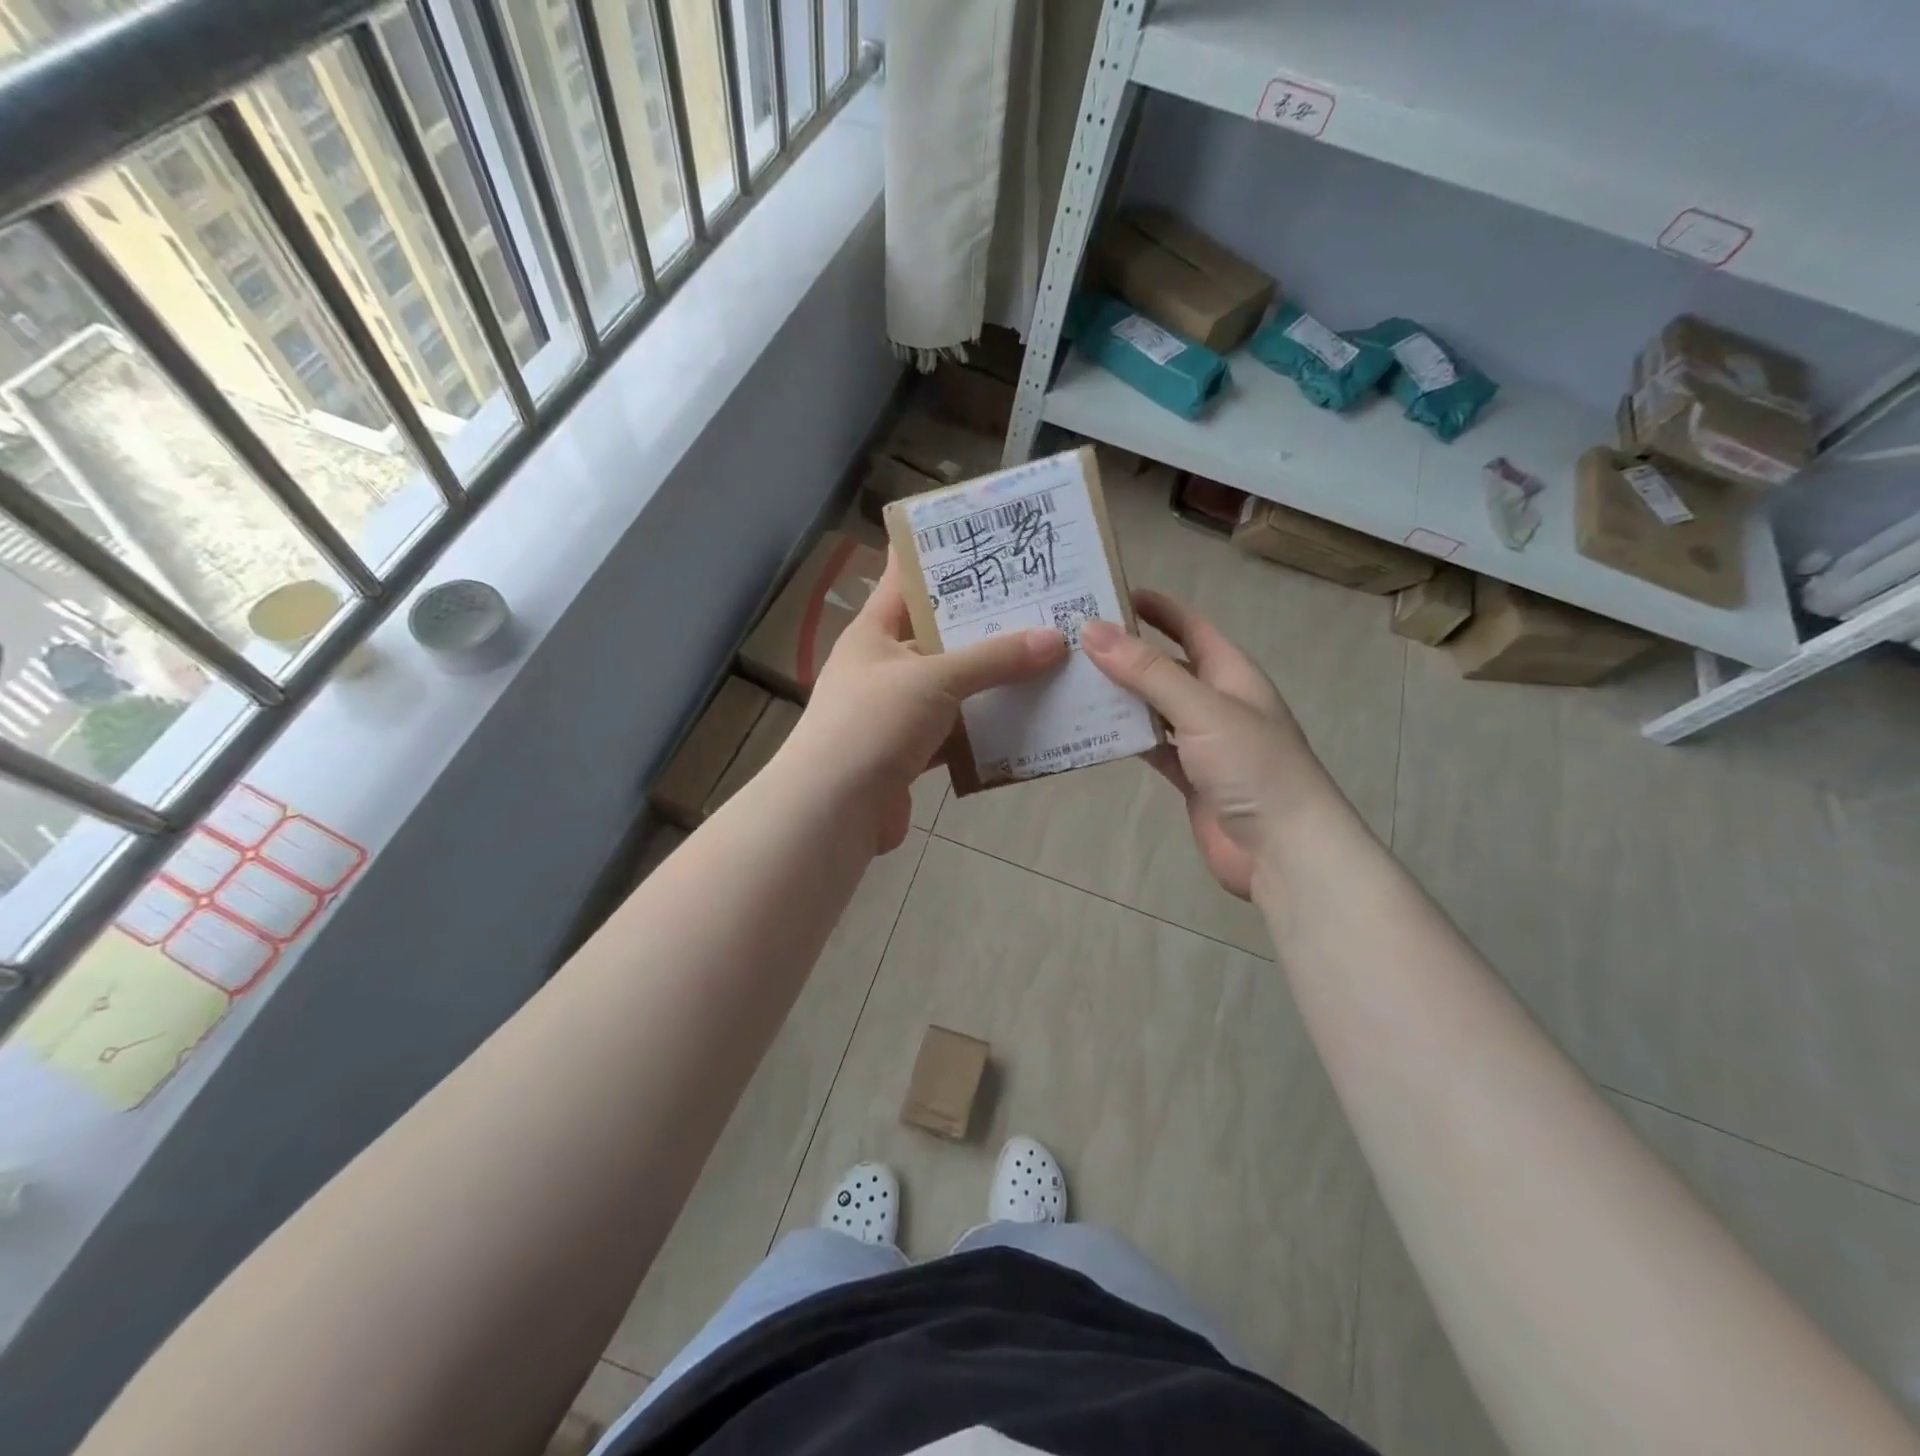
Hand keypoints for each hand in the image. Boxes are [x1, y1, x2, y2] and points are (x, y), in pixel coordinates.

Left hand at [781, 552, 1068, 852]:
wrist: (833, 811)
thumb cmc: (873, 723)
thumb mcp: (934, 679)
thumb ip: (993, 659)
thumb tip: (1055, 639)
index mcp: (874, 633)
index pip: (905, 578)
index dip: (939, 554)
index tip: (986, 535)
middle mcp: (884, 667)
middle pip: (940, 635)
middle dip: (986, 623)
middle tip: (1041, 600)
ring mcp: (896, 713)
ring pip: (953, 687)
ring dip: (992, 680)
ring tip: (1047, 656)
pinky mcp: (910, 753)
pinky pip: (956, 732)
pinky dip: (985, 728)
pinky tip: (1027, 719)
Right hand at [1081, 590, 1337, 898]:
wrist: (1283, 850)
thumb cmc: (1252, 766)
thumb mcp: (1201, 708)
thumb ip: (1147, 671)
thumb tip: (1092, 629)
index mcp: (1231, 673)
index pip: (1190, 626)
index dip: (1156, 607)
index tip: (1109, 592)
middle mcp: (1216, 700)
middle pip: (1165, 665)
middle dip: (1126, 652)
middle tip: (1072, 640)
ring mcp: (1203, 741)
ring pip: (1153, 707)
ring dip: (1119, 695)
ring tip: (1070, 681)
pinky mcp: (1189, 776)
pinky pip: (1150, 746)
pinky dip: (1124, 737)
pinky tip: (1090, 730)